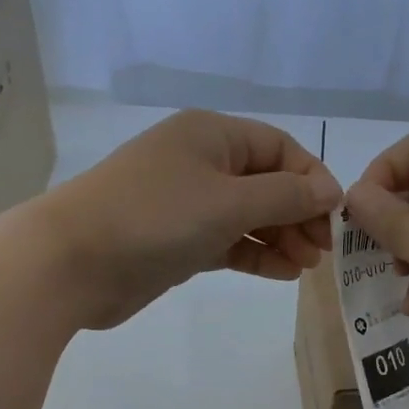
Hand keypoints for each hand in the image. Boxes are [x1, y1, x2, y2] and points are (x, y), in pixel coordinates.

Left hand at [37, 109, 341, 329]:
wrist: (74, 262)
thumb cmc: (155, 218)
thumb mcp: (228, 202)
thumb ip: (284, 197)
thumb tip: (330, 191)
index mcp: (212, 136)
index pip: (279, 148)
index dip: (311, 180)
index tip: (334, 218)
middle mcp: (201, 163)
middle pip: (266, 183)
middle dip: (298, 214)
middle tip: (322, 252)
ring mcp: (188, 205)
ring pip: (248, 217)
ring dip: (280, 238)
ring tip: (306, 266)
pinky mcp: (178, 242)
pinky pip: (228, 243)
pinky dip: (254, 256)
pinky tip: (282, 273)